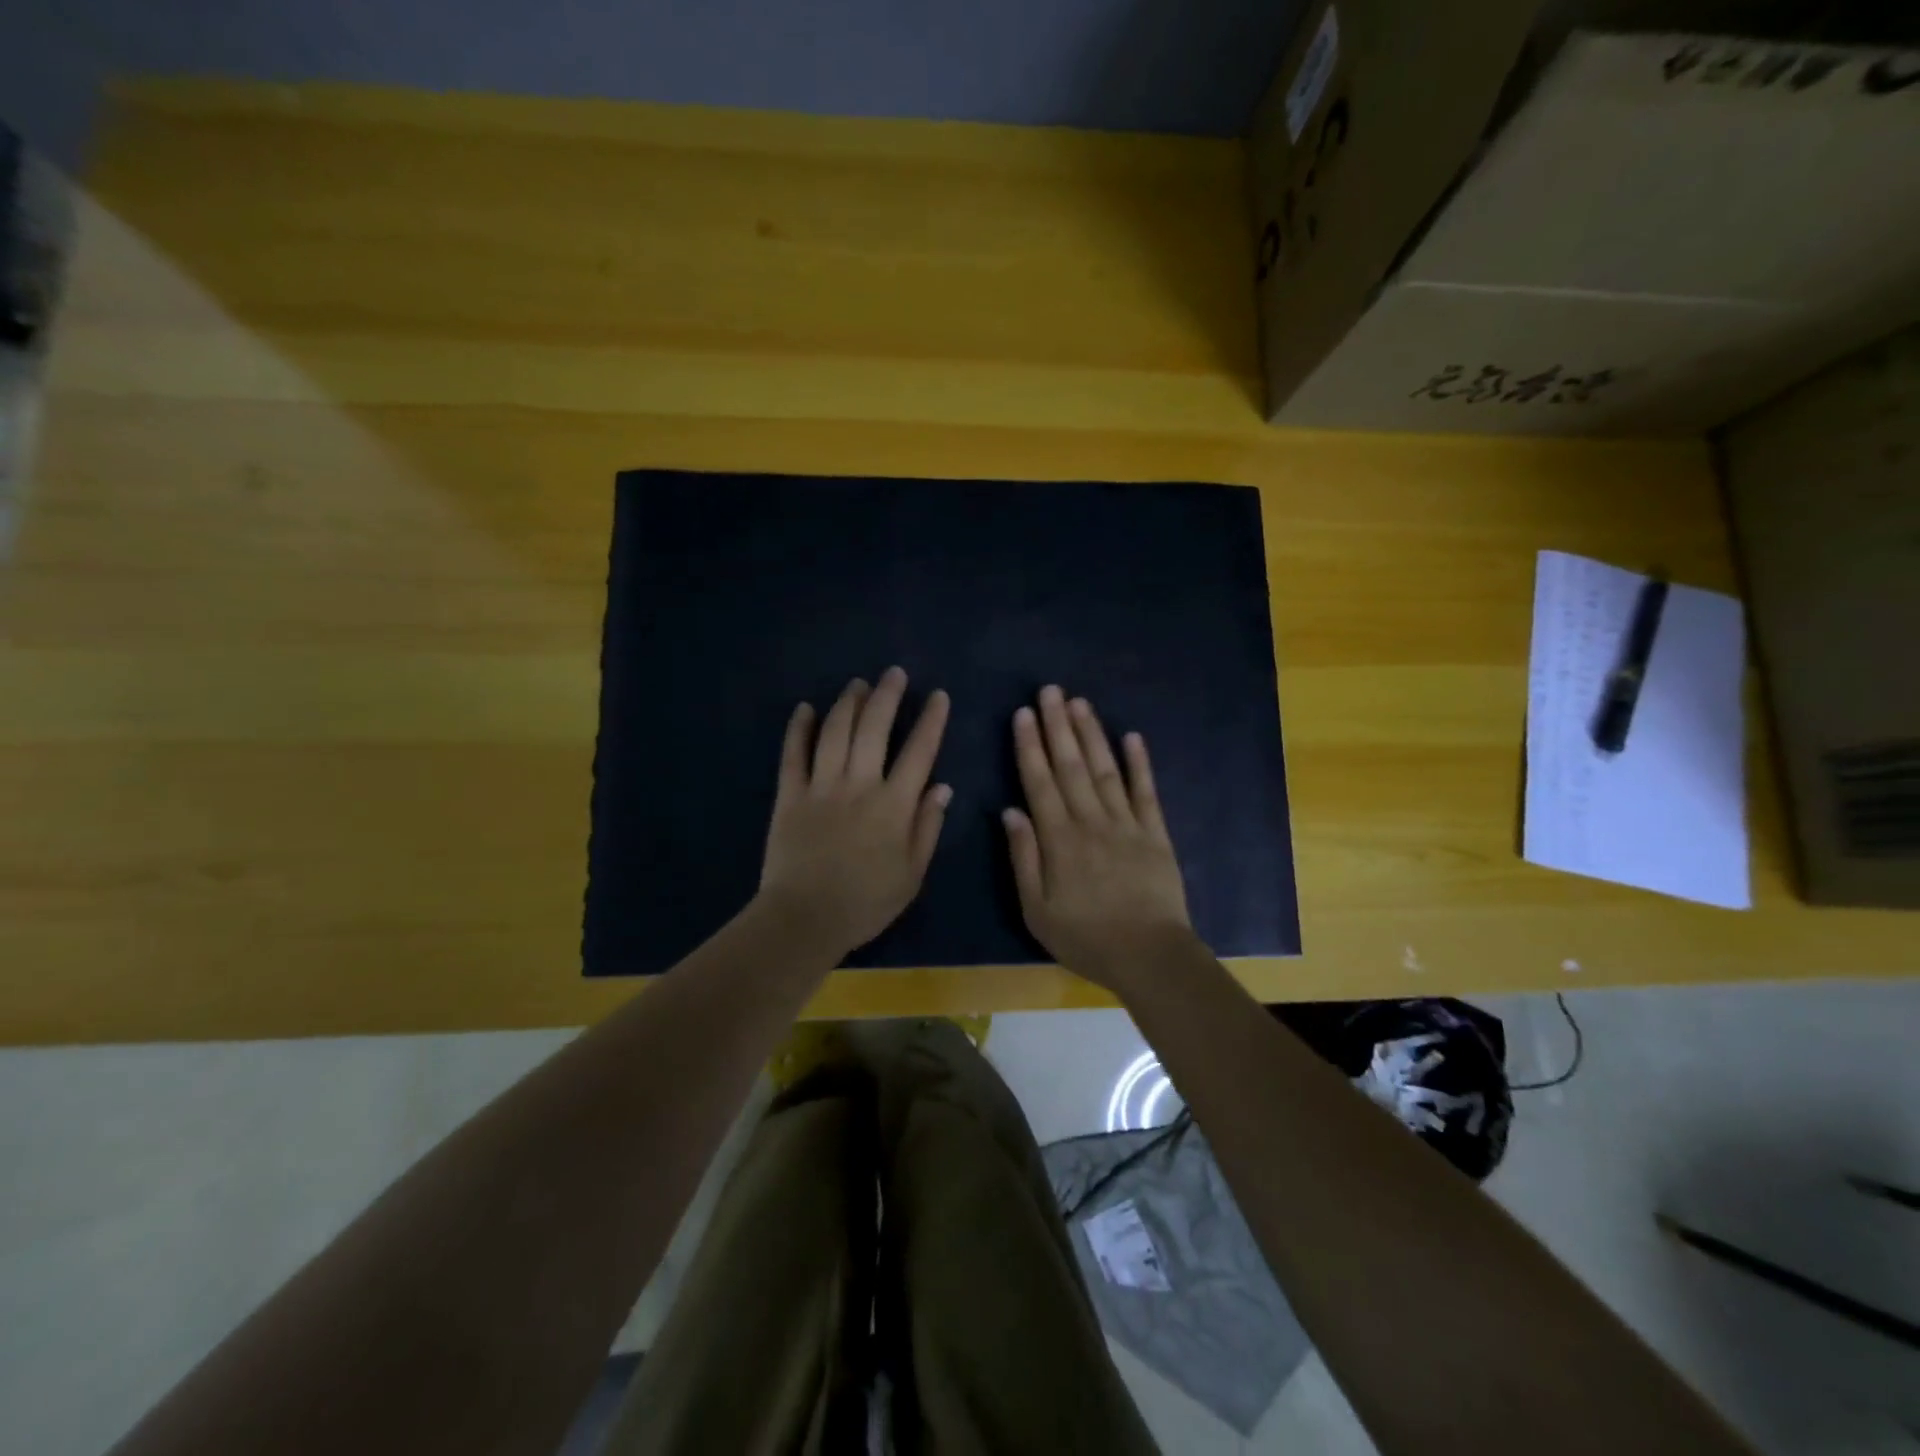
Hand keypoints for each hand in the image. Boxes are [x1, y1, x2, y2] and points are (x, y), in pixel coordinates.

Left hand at [757, 667, 951, 961]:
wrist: (805, 919)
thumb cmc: (866, 902)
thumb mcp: (912, 874)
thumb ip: (927, 827)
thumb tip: (942, 787)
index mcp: (893, 805)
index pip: (919, 752)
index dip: (931, 721)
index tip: (938, 696)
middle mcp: (859, 785)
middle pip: (874, 729)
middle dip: (887, 696)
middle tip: (894, 673)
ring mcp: (821, 786)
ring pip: (835, 732)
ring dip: (848, 703)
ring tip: (858, 684)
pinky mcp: (789, 795)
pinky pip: (793, 754)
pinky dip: (799, 729)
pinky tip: (805, 708)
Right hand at [1003, 685, 1197, 994]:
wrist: (1149, 956)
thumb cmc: (1086, 938)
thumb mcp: (1038, 910)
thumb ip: (1023, 858)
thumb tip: (1011, 811)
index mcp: (1059, 839)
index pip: (1040, 782)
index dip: (1030, 746)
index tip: (1022, 714)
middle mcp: (1091, 821)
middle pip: (1070, 766)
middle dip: (1058, 726)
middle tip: (1050, 690)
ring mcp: (1127, 824)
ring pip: (1104, 770)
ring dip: (1092, 734)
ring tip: (1080, 702)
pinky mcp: (1156, 833)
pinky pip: (1146, 792)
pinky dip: (1140, 763)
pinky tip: (1132, 736)